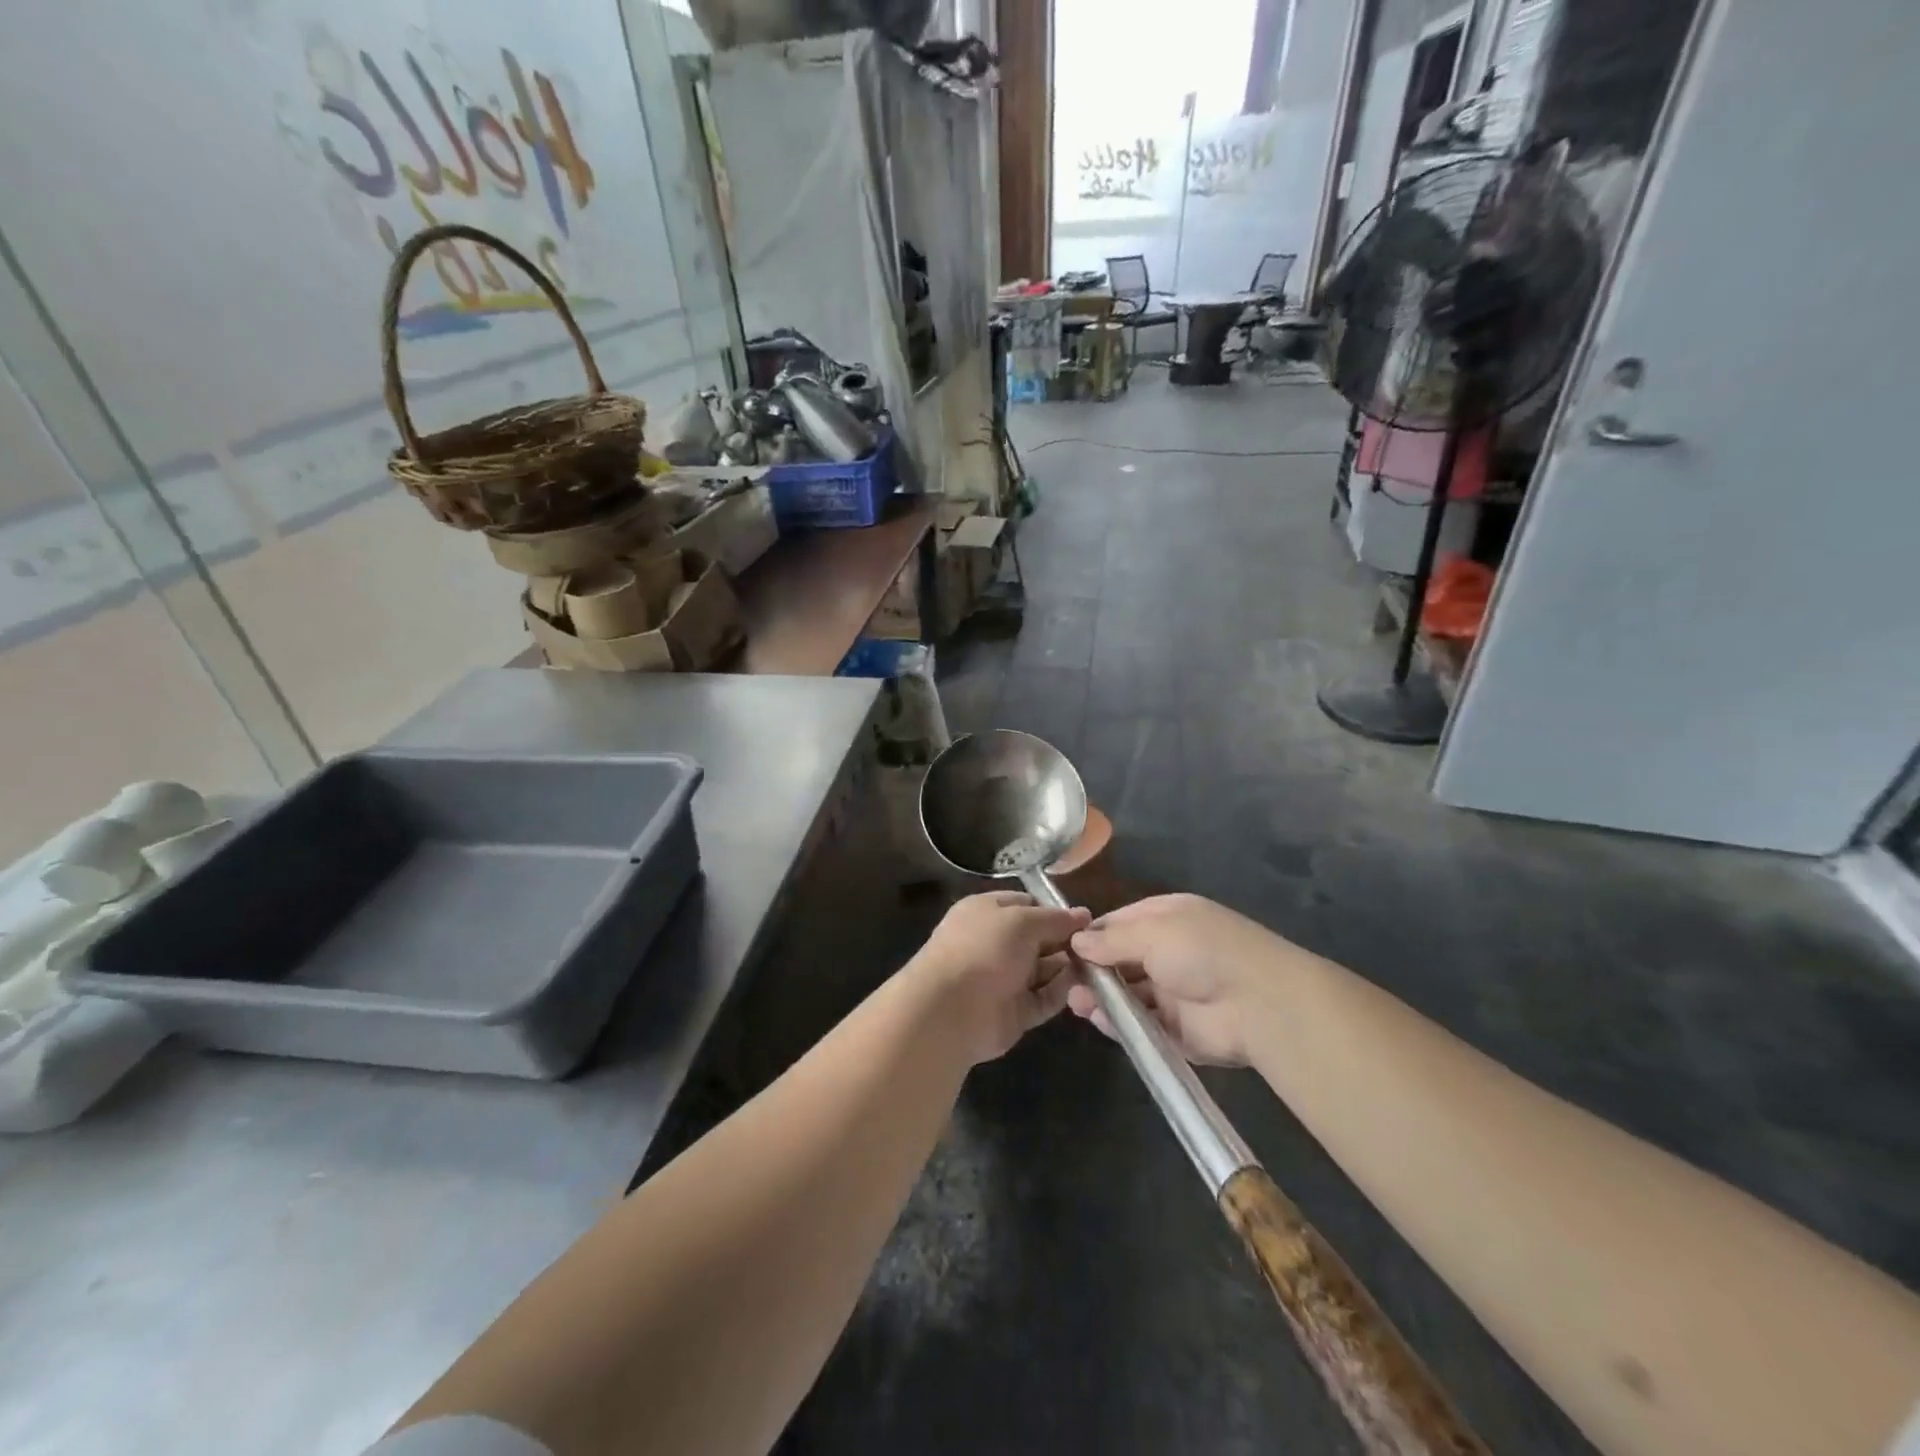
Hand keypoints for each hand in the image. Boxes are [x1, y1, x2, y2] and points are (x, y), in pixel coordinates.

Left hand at [907, 891, 1090, 1064]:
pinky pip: (1045, 997)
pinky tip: (1086, 987)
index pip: (1026, 904)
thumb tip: (1083, 915)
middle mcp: (995, 943)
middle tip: (1099, 945)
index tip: (1085, 920)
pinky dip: (1063, 992)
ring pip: (1045, 969)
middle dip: (1066, 940)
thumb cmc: (984, 949)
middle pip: (1039, 938)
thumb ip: (1055, 919)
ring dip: (1069, 967)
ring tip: (1100, 965)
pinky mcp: (1015, 1011)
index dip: (1055, 910)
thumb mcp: (1022, 921)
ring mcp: (1005, 978)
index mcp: (987, 912)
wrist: (951, 1010)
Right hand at [1066, 894, 1288, 1066]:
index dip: (1092, 935)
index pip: (1119, 923)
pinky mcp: (1176, 1029)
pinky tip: (1096, 1019)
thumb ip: (1111, 939)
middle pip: (1120, 960)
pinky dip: (1118, 1023)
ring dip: (1100, 996)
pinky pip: (1139, 1024)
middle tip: (1065, 980)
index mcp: (1167, 918)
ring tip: (1075, 1002)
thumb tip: (1077, 941)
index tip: (1063, 947)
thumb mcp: (1152, 931)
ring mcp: (1173, 992)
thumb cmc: (1202, 950)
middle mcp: (1168, 952)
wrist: (1259, 1003)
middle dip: (1092, 969)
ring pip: (1127, 993)